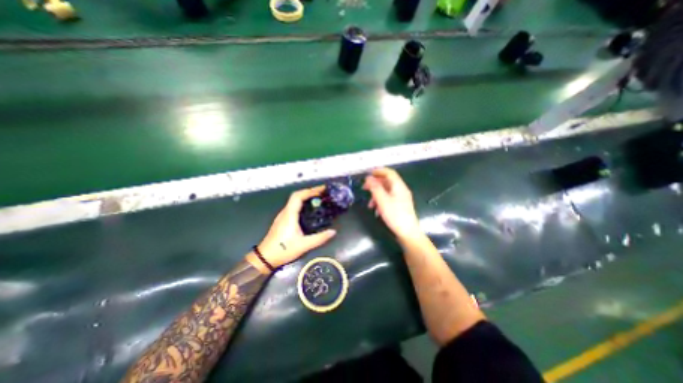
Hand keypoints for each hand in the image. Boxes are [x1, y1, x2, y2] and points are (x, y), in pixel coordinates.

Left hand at [251, 185, 334, 271]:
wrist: (265, 258)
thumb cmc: (284, 250)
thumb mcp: (304, 245)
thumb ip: (319, 238)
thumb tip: (333, 232)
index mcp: (290, 215)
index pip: (298, 196)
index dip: (310, 191)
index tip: (322, 190)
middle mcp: (285, 212)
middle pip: (297, 196)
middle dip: (310, 192)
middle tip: (323, 193)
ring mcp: (283, 216)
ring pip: (295, 201)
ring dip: (306, 197)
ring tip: (318, 199)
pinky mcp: (283, 220)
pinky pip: (294, 207)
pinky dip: (303, 204)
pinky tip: (310, 210)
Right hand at [362, 166, 421, 241]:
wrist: (407, 232)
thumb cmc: (395, 215)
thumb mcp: (382, 200)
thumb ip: (375, 188)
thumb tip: (369, 178)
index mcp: (399, 186)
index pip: (389, 173)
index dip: (379, 171)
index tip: (368, 173)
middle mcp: (401, 190)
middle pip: (387, 182)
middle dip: (375, 184)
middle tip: (364, 188)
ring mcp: (401, 198)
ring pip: (386, 191)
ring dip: (376, 195)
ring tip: (370, 204)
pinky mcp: (400, 206)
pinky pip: (388, 199)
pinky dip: (381, 201)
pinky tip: (377, 210)